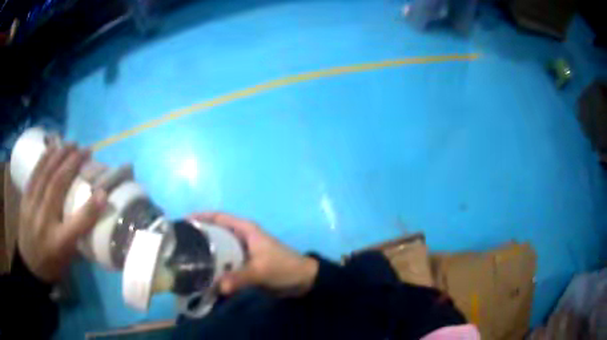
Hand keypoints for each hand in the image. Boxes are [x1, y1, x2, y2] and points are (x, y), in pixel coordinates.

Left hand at [18, 144, 106, 282]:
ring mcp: (31, 208)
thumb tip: (91, 214)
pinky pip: (35, 174)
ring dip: (59, 155)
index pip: (78, 224)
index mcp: (58, 244)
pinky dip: (44, 158)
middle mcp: (44, 222)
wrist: (30, 266)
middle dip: (72, 164)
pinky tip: (52, 147)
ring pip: (45, 174)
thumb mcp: (68, 258)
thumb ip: (78, 235)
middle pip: (57, 187)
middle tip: (85, 150)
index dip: (92, 207)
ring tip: (71, 143)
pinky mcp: (25, 199)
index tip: (105, 191)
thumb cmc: (52, 264)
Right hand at [190, 212, 318, 296]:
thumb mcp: (262, 270)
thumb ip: (240, 277)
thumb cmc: (284, 268)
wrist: (303, 281)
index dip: (200, 217)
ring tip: (185, 261)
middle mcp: (241, 238)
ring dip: (205, 254)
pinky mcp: (244, 265)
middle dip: (198, 237)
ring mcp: (242, 252)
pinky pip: (225, 263)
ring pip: (219, 249)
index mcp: (245, 230)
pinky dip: (215, 267)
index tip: (181, 223)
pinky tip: (203, 275)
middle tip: (179, 246)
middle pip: (215, 233)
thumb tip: (219, 287)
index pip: (218, 217)